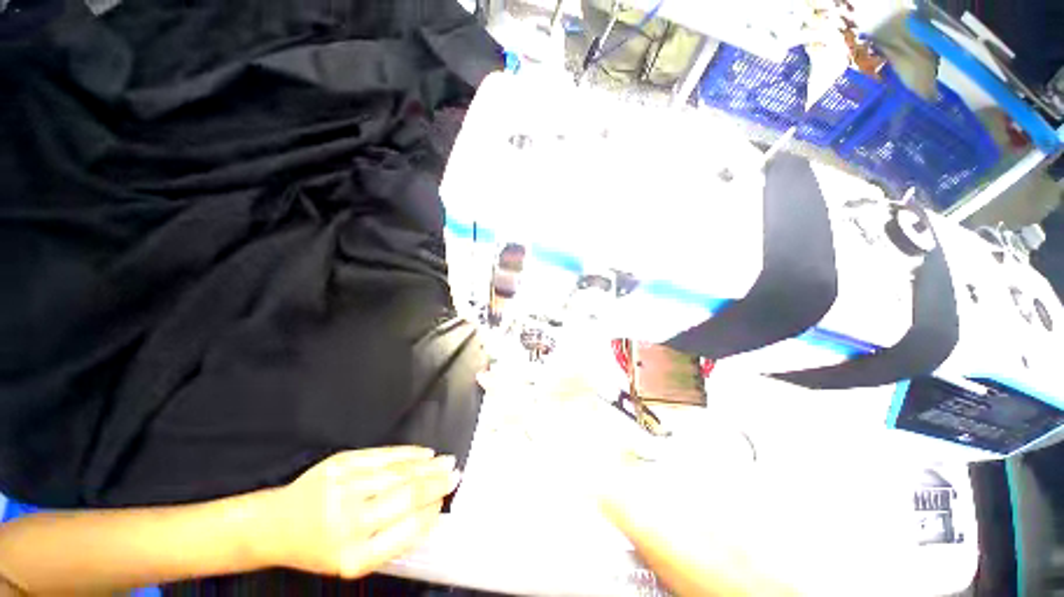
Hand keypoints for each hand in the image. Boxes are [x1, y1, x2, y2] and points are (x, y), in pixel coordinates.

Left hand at [260, 447, 460, 578]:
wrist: (276, 525)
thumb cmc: (318, 547)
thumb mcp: (351, 560)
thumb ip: (390, 540)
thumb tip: (429, 512)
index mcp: (354, 555)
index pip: (408, 528)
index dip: (432, 510)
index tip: (445, 500)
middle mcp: (348, 521)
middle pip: (407, 495)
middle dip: (437, 483)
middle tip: (455, 474)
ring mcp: (344, 486)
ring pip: (399, 471)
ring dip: (428, 466)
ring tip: (445, 462)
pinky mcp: (341, 463)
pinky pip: (384, 454)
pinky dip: (408, 453)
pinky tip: (424, 453)